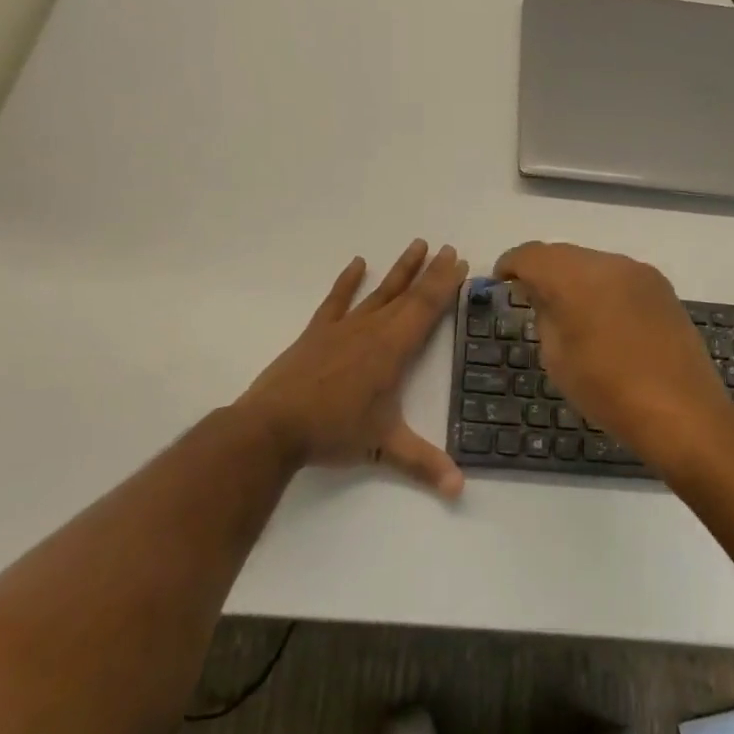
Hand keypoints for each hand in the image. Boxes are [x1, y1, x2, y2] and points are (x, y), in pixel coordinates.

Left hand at [238, 241, 467, 497]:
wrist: (273, 427)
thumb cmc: (333, 432)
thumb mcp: (384, 446)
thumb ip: (424, 463)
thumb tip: (460, 489)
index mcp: (392, 350)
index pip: (426, 309)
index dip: (445, 285)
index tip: (460, 261)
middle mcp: (371, 330)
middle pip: (408, 294)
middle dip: (431, 272)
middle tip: (448, 248)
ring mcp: (342, 328)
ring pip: (378, 292)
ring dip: (399, 269)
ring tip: (416, 244)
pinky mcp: (317, 333)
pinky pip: (336, 300)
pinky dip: (347, 281)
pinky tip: (357, 263)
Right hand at [493, 242, 728, 453]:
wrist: (681, 411)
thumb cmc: (608, 391)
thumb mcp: (558, 358)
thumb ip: (545, 316)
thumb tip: (544, 296)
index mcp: (575, 278)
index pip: (532, 255)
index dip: (511, 263)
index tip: (501, 279)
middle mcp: (608, 263)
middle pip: (564, 254)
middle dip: (543, 270)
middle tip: (530, 296)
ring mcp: (640, 273)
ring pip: (593, 263)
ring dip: (574, 278)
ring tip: (568, 309)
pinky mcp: (662, 288)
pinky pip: (619, 276)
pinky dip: (602, 287)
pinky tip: (602, 316)